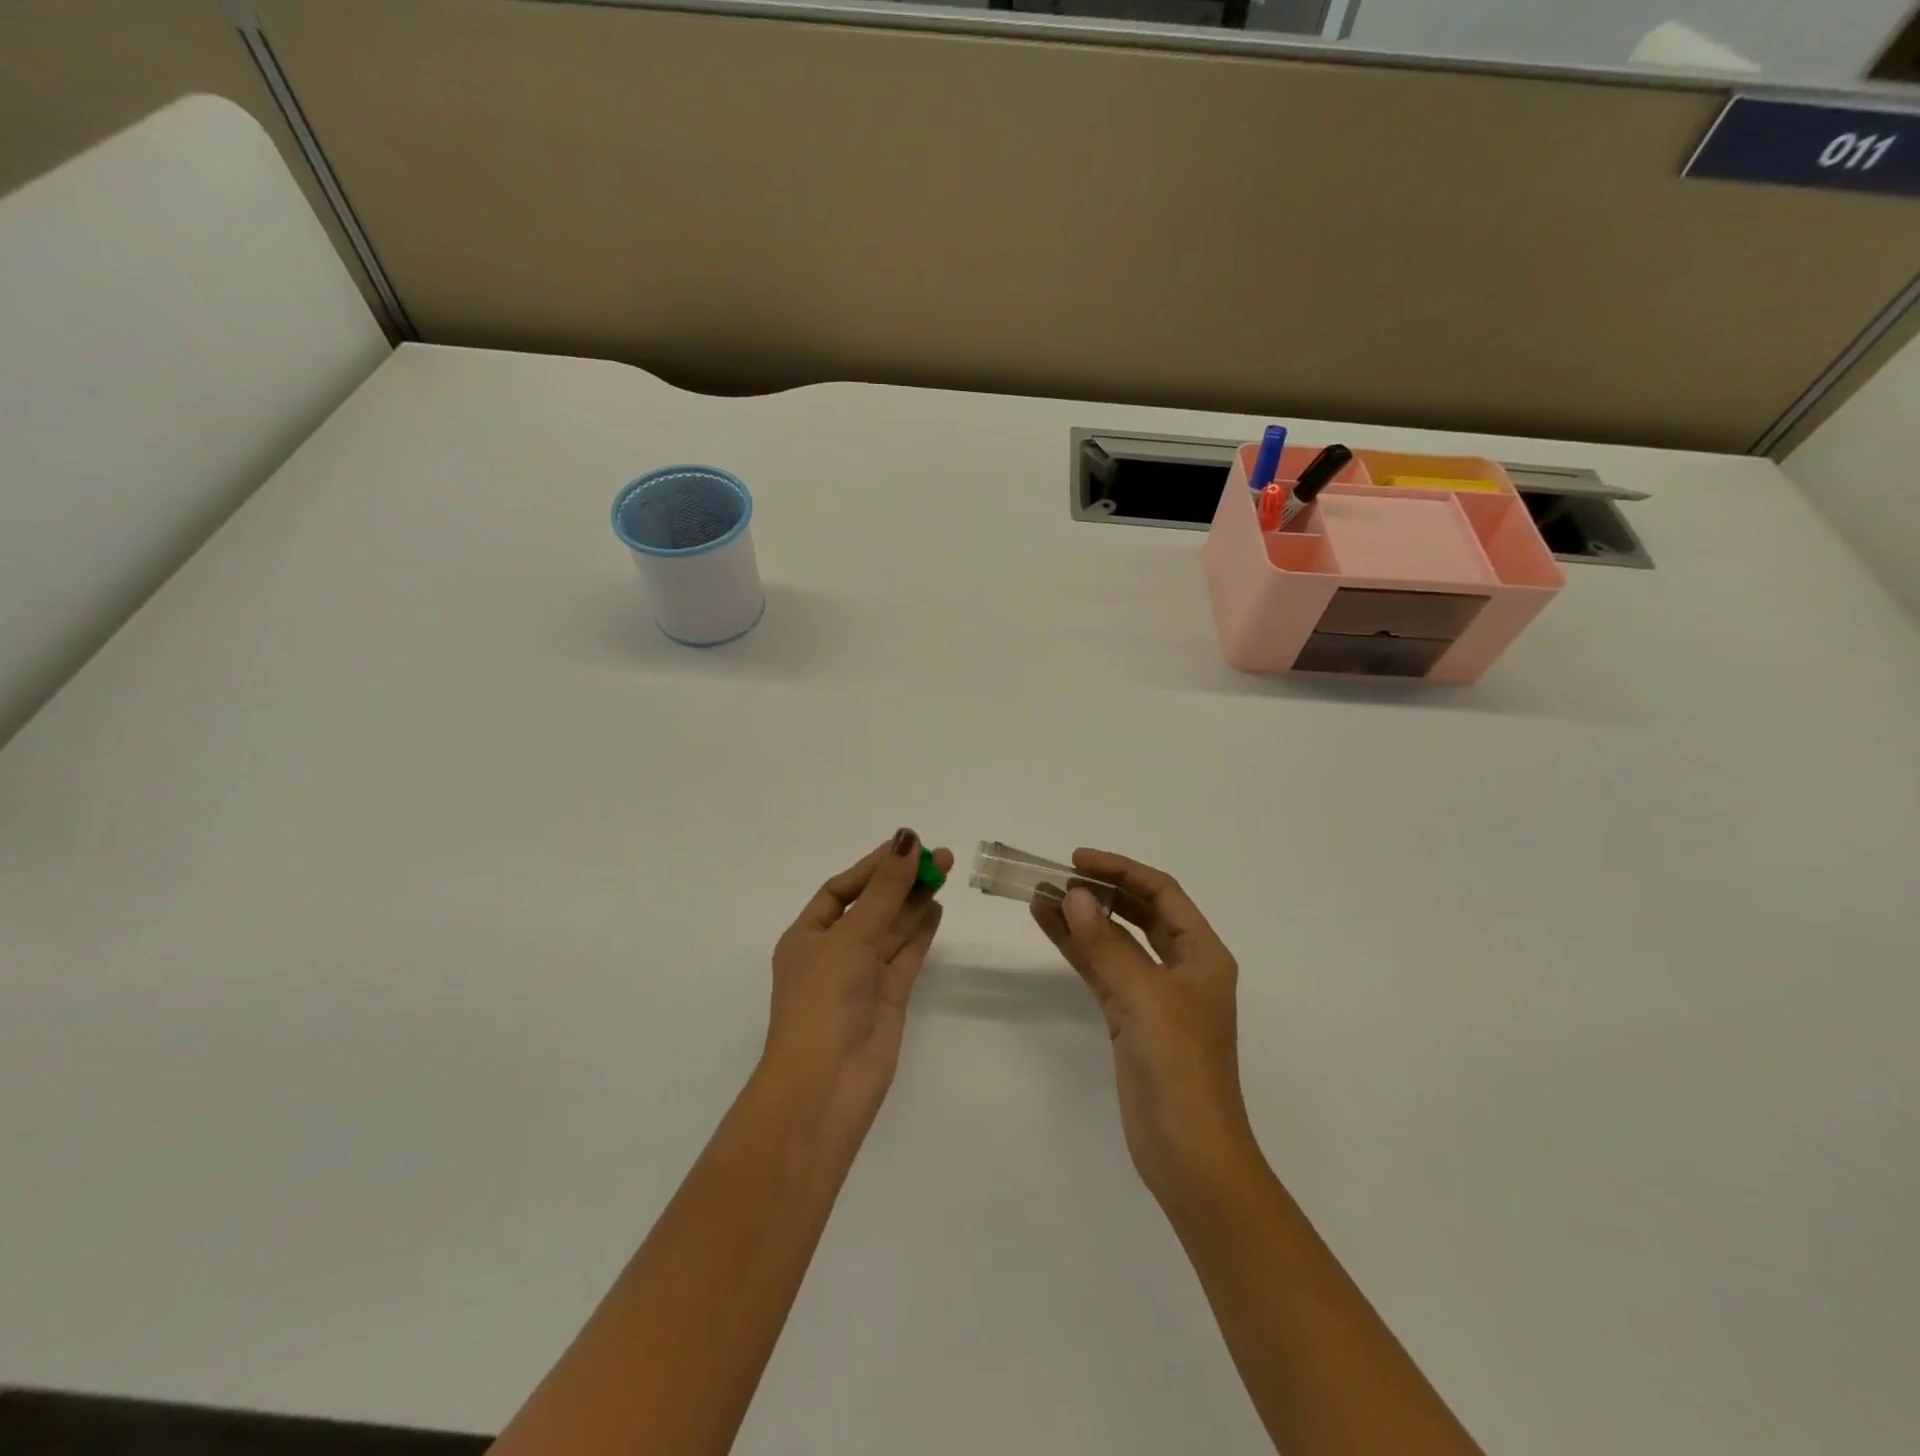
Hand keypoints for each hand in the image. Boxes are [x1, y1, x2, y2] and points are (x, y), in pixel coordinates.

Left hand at [765, 830, 952, 1138]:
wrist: (826, 1085)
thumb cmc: (823, 1000)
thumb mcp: (850, 936)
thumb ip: (884, 890)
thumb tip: (907, 839)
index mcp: (806, 936)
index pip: (841, 890)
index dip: (873, 866)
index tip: (907, 845)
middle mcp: (833, 953)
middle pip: (871, 907)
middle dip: (901, 881)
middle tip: (940, 856)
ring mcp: (862, 977)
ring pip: (892, 929)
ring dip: (915, 901)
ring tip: (944, 872)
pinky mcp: (888, 997)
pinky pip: (906, 955)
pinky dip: (921, 931)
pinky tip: (937, 907)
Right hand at [1032, 849, 1257, 1207]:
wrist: (1188, 1153)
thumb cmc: (1179, 1065)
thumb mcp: (1144, 996)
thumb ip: (1106, 943)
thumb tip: (1075, 895)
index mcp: (1203, 954)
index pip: (1162, 893)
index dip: (1121, 870)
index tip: (1077, 860)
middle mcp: (1182, 967)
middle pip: (1139, 913)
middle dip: (1100, 891)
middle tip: (1056, 876)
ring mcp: (1154, 995)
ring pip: (1115, 941)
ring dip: (1082, 918)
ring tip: (1040, 895)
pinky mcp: (1130, 1019)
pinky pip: (1102, 970)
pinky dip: (1077, 949)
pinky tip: (1050, 927)